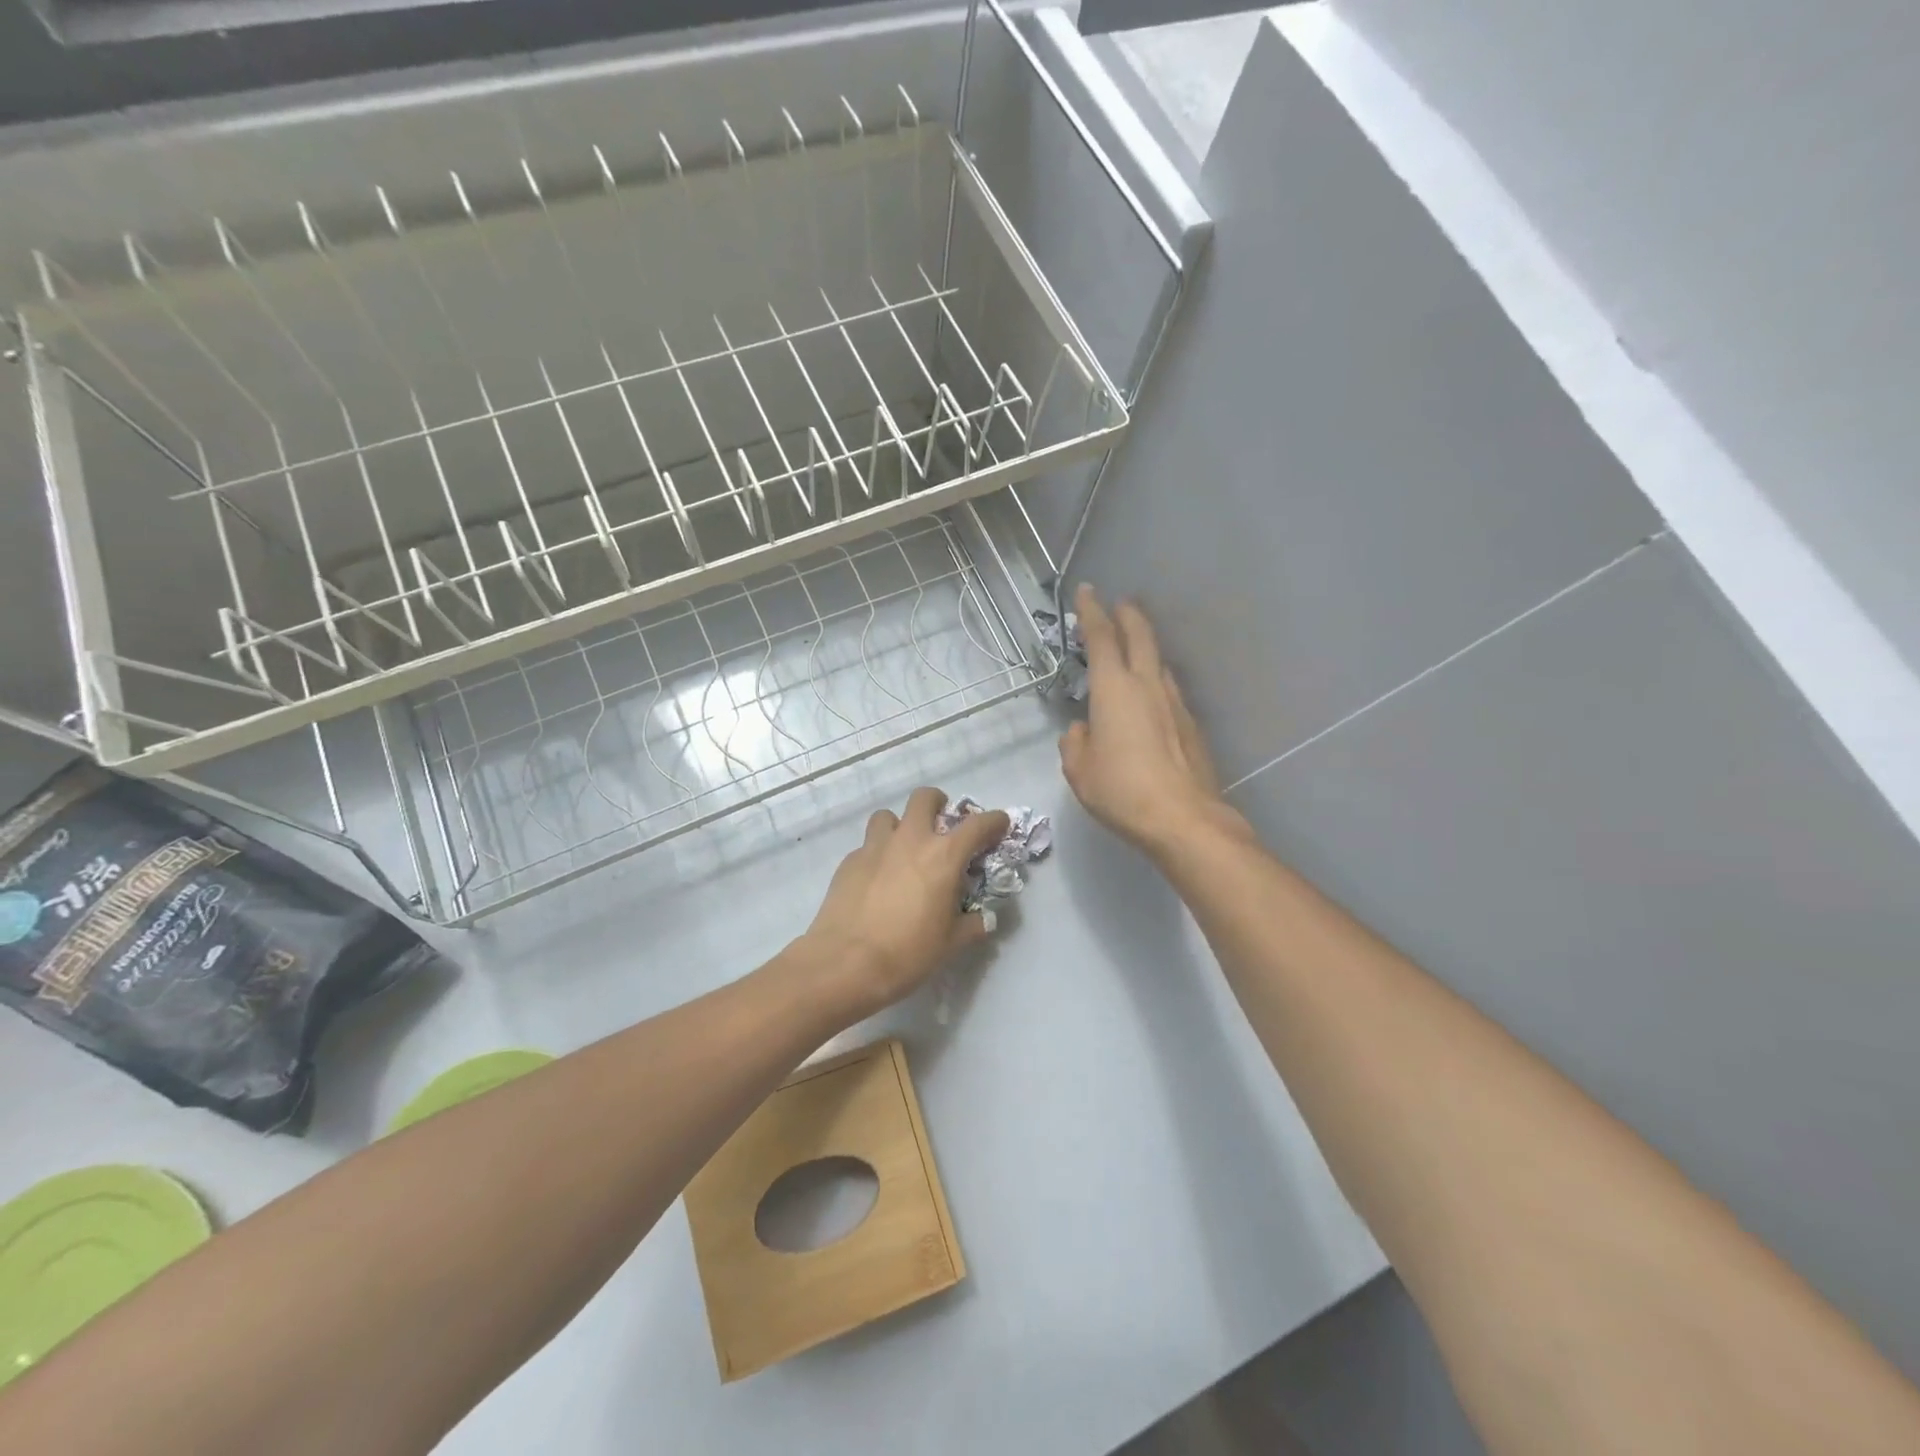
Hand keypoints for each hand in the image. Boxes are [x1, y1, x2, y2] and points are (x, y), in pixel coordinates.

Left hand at [801, 788, 1011, 1019]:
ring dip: (900, 826)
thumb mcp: (951, 943)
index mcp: (943, 856)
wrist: (844, 963)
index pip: (977, 825)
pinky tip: (877, 880)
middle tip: (941, 824)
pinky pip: (867, 846)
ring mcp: (875, 847)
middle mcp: (910, 840)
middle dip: (937, 804)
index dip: (994, 820)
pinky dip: (877, 854)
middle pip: (924, 798)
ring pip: (888, 816)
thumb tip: (984, 919)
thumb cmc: (908, 953)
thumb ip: (973, 925)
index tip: (999, 824)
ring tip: (903, 850)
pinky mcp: (849, 861)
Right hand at [1060, 584, 1249, 858]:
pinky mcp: (1191, 725)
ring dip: (1145, 647)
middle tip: (1120, 603)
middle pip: (1140, 636)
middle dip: (1128, 615)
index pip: (1101, 638)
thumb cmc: (1121, 790)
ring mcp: (1174, 703)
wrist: (1183, 818)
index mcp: (1114, 689)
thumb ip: (1074, 743)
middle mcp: (1147, 685)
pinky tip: (1150, 697)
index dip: (1092, 612)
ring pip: (1158, 662)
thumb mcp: (1079, 770)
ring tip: (1134, 648)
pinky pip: (1168, 690)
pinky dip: (1155, 681)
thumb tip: (1082, 730)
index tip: (1087, 592)